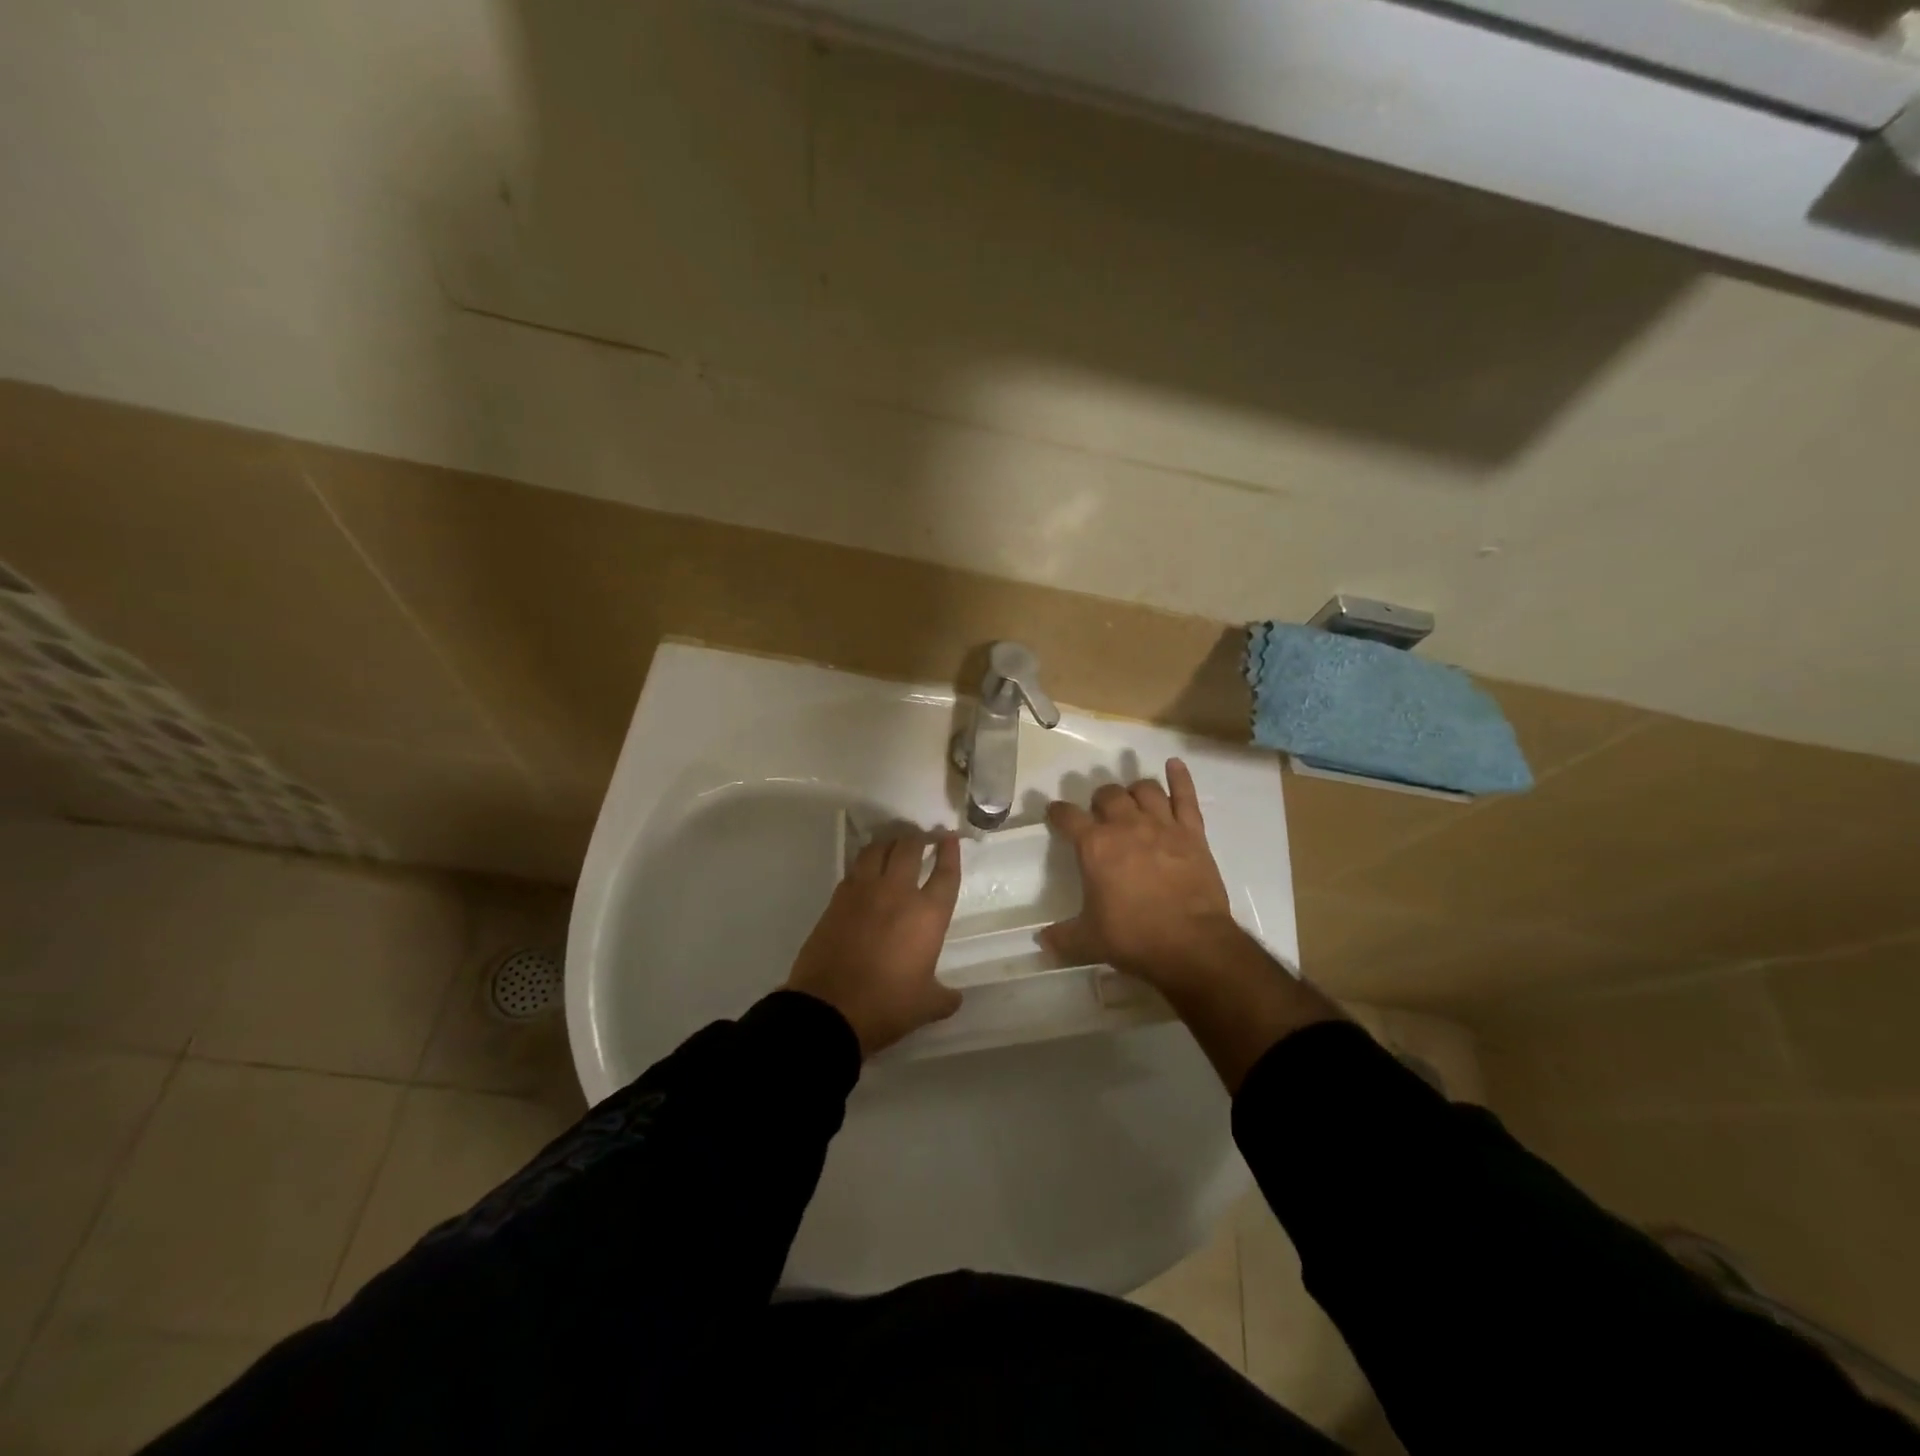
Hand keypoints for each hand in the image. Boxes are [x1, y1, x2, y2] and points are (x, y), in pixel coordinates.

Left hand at [786, 829, 963, 1057]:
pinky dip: (864, 863)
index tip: (950, 837)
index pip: (945, 873)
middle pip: (909, 848)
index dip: (950, 852)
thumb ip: (944, 997)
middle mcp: (897, 893)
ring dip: (888, 843)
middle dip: (918, 838)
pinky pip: (854, 869)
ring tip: (893, 844)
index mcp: (927, 914)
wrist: (829, 1009)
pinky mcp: (837, 899)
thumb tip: (954, 997)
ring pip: (877, 850)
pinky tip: (866, 870)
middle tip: (922, 837)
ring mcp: (863, 892)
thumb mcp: (925, 1006)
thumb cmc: (886, 1006)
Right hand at [1045, 759, 1343, 1090]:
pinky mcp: (1192, 832)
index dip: (1057, 813)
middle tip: (1098, 812)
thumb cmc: (1133, 938)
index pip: (1067, 817)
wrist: (1191, 944)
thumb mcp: (1089, 941)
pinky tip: (1174, 765)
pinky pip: (1185, 796)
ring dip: (1134, 790)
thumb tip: (1041, 941)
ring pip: (1145, 789)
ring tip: (1131, 799)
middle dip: (1099, 799)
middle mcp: (1126, 826)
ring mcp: (1162, 825)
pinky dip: (1180, 778)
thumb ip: (1062, 938)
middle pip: (1108, 794)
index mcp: (1095, 846)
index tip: (1054, 813)